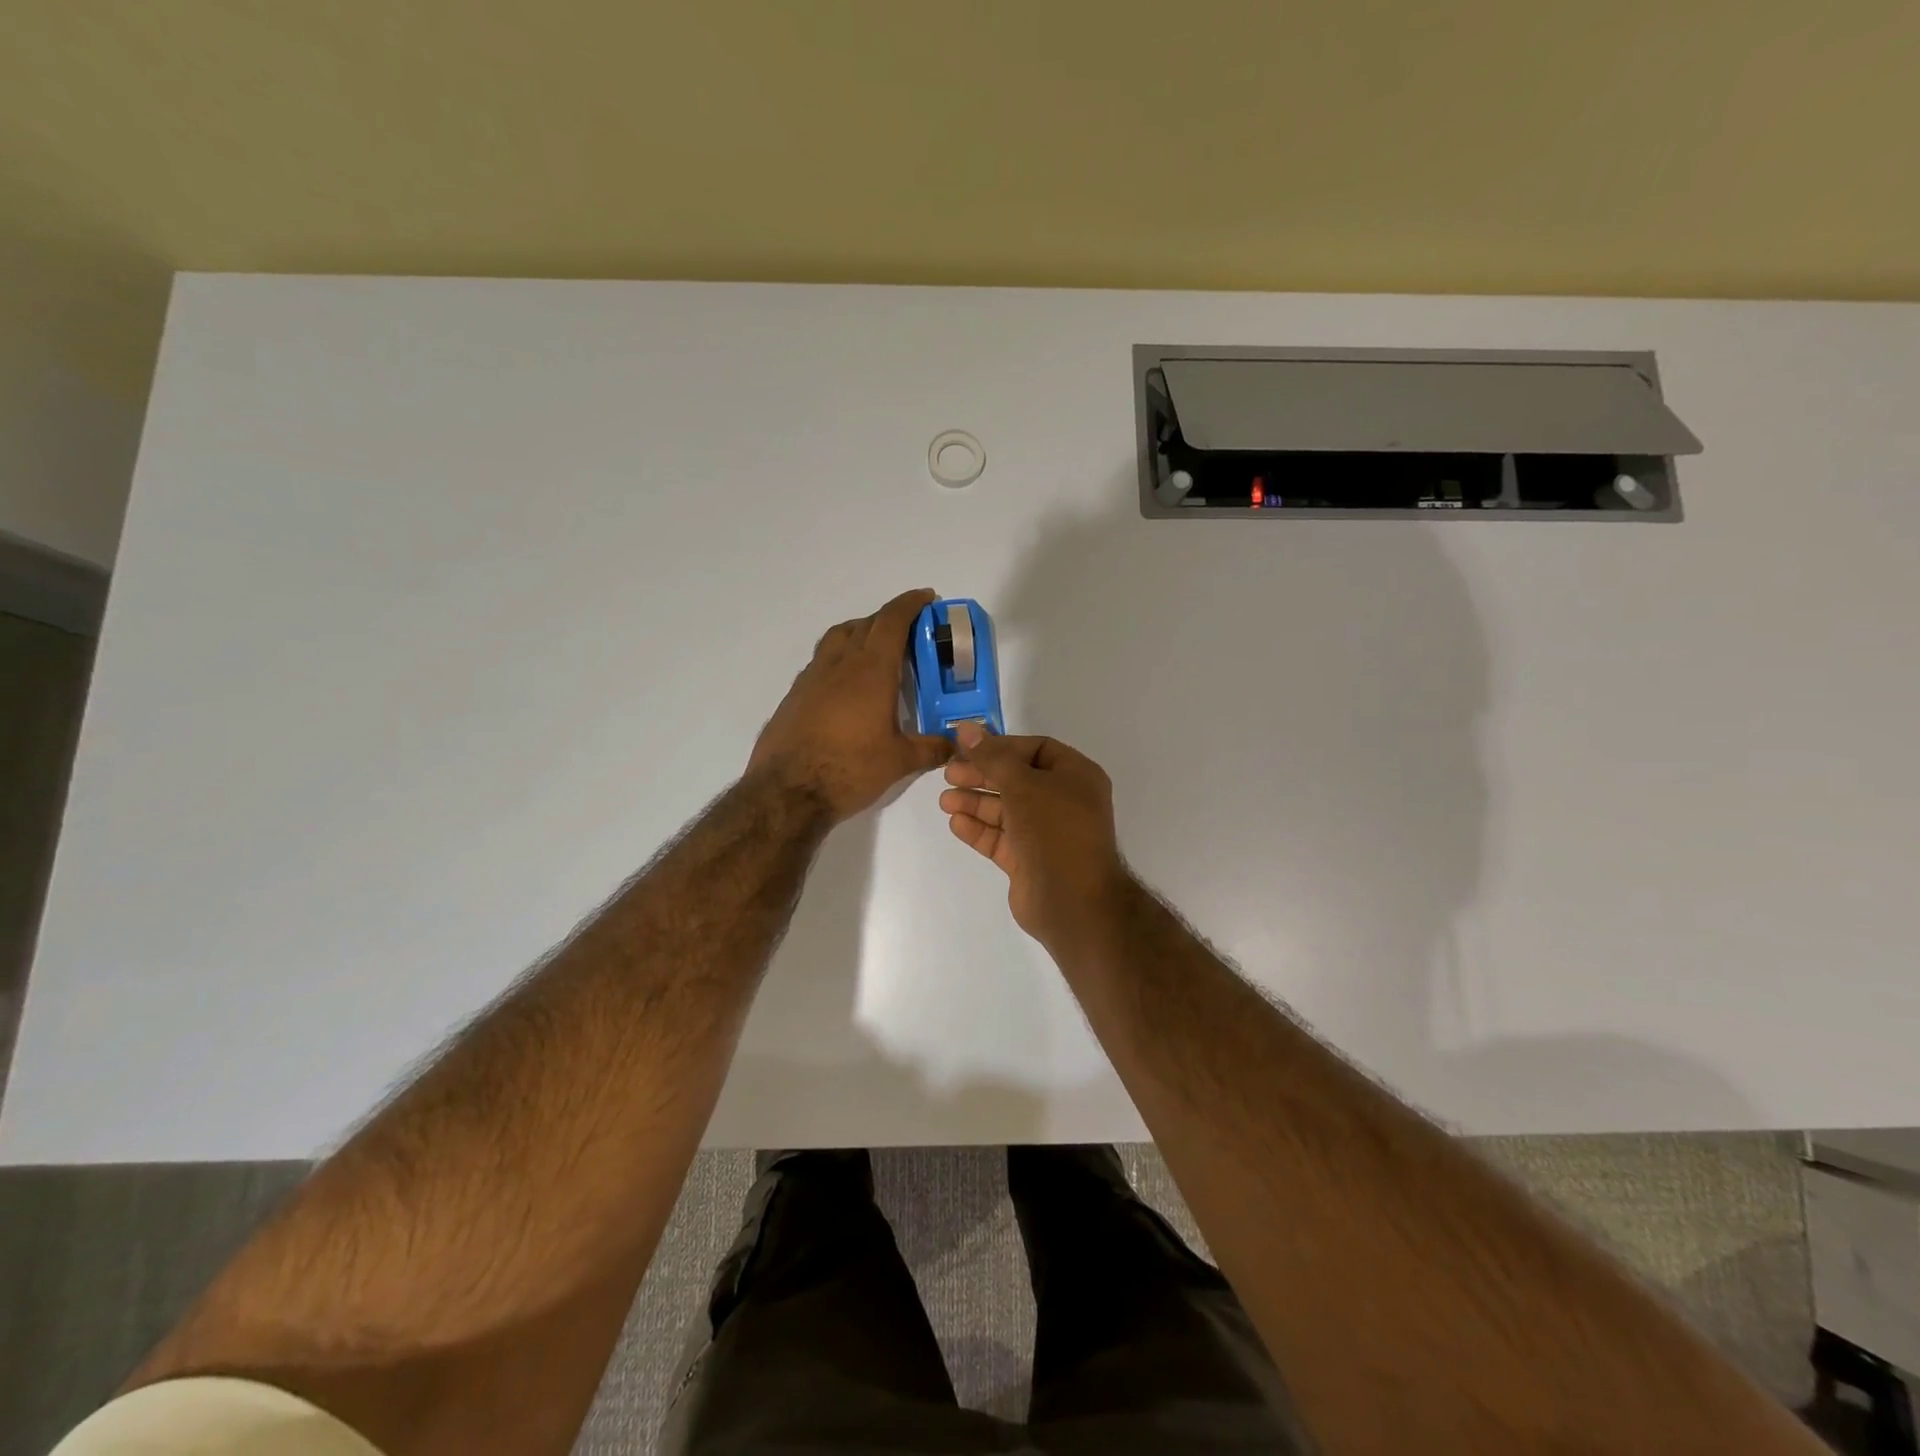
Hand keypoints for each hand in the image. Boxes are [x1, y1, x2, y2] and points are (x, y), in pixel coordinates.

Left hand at [748, 588, 952, 822]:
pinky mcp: (794, 695)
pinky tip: (847, 686)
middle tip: (909, 631)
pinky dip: (839, 658)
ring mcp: (811, 677)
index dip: (910, 604)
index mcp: (870, 670)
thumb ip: (931, 748)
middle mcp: (839, 664)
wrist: (786, 791)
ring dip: (860, 632)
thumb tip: (956, 745)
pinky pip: (821, 662)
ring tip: (876, 649)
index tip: (926, 597)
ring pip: (838, 638)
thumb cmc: (849, 769)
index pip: (891, 621)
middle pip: (865, 624)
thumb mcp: (899, 761)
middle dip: (889, 619)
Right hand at [939, 723, 1130, 948]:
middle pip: (1016, 779)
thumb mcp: (1022, 784)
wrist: (1073, 901)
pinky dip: (979, 829)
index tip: (968, 749)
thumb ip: (991, 757)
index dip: (1001, 747)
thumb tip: (966, 728)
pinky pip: (1001, 838)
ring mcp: (1046, 833)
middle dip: (981, 775)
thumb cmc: (1054, 830)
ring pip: (1006, 810)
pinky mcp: (1029, 860)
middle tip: (948, 773)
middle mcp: (1064, 801)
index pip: (1035, 749)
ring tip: (944, 800)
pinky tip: (956, 823)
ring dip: (975, 803)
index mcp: (1076, 776)